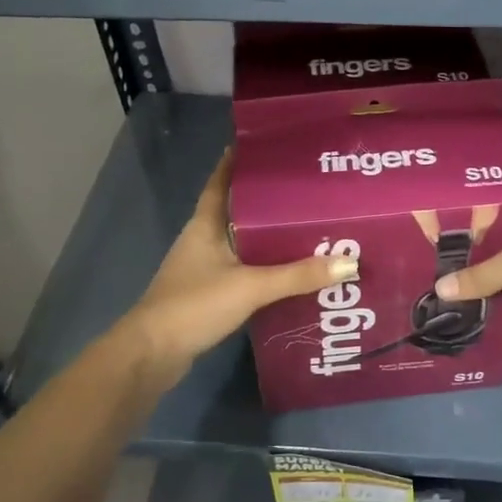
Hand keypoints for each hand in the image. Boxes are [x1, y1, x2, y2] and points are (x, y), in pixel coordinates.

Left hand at [123, 153, 356, 386]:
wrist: (151, 355)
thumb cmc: (195, 305)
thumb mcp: (251, 286)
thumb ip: (298, 275)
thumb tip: (349, 262)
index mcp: (205, 225)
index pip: (220, 183)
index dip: (236, 162)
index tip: (263, 146)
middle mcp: (202, 240)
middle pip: (236, 211)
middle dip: (266, 201)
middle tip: (304, 189)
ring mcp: (202, 268)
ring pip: (240, 242)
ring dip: (266, 236)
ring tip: (304, 227)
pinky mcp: (207, 294)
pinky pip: (241, 270)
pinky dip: (262, 267)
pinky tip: (287, 272)